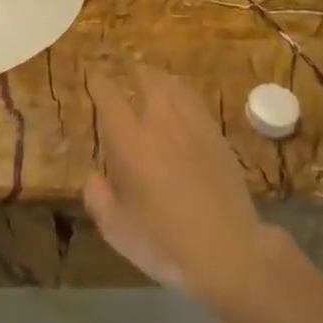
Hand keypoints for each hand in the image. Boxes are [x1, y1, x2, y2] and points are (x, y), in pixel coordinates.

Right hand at [84, 63, 268, 299]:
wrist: (228, 250)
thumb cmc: (163, 241)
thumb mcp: (116, 229)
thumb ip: (99, 198)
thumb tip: (95, 178)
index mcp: (130, 140)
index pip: (110, 98)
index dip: (99, 83)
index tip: (94, 75)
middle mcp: (161, 122)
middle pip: (149, 80)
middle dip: (137, 72)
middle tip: (130, 71)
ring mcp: (194, 127)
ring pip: (177, 87)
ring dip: (162, 80)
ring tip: (157, 82)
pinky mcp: (218, 138)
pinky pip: (197, 104)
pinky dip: (185, 97)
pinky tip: (184, 107)